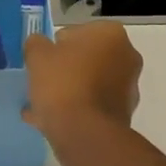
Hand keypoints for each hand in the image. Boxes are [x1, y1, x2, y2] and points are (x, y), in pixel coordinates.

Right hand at [23, 22, 141, 135]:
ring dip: (70, 91)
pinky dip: (76, 110)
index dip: (56, 46)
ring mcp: (129, 86)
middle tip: (42, 82)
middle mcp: (127, 56)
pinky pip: (94, 105)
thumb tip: (40, 45)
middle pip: (86, 59)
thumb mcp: (37, 55)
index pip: (77, 32)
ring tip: (41, 107)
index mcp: (110, 34)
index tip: (43, 62)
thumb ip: (37, 44)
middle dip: (65, 70)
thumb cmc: (63, 83)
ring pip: (90, 84)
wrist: (85, 132)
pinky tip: (50, 122)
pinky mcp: (124, 113)